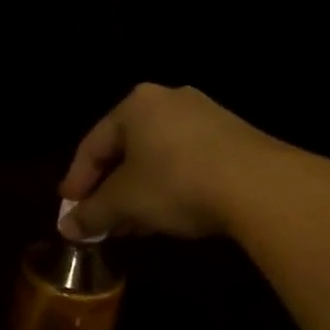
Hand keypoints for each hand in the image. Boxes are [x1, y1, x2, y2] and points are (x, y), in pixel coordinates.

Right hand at [58, 84, 282, 240]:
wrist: (263, 187)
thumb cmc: (176, 183)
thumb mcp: (124, 203)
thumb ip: (91, 214)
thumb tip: (66, 228)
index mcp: (136, 105)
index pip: (92, 145)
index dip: (76, 181)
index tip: (69, 209)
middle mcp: (169, 101)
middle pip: (125, 150)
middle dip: (110, 190)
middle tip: (99, 219)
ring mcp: (206, 117)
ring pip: (156, 158)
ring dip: (138, 193)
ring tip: (130, 225)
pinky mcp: (234, 138)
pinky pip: (185, 162)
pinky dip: (168, 188)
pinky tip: (165, 216)